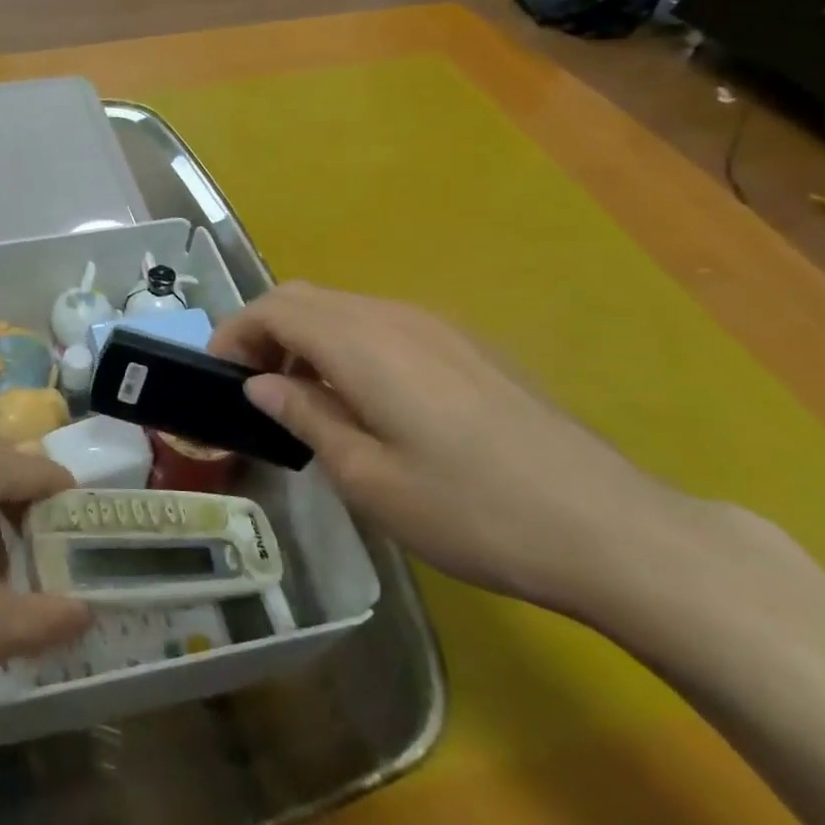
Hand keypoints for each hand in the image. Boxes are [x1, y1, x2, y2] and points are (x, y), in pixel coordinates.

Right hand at [211, 282, 689, 613]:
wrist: (608, 526)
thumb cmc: (471, 510)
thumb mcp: (368, 478)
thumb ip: (306, 417)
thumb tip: (259, 385)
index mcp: (362, 343)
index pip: (275, 307)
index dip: (235, 332)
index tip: (216, 374)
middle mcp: (395, 317)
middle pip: (307, 298)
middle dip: (265, 331)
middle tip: (252, 388)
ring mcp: (438, 327)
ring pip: (345, 308)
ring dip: (307, 338)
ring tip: (301, 398)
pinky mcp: (468, 346)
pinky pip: (384, 325)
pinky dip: (347, 345)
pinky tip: (364, 400)